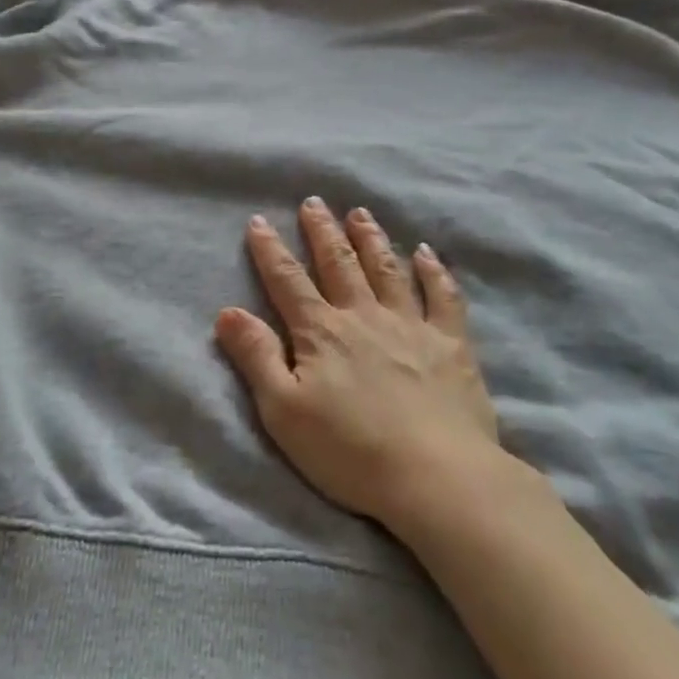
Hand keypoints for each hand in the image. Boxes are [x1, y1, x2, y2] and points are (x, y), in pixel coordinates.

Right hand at [215, 198, 501, 528]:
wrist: (435, 476)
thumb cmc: (349, 451)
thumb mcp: (284, 411)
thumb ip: (256, 357)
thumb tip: (228, 311)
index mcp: (322, 332)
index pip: (288, 281)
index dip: (270, 250)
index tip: (259, 221)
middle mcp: (364, 315)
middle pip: (338, 263)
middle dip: (323, 231)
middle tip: (314, 202)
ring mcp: (410, 324)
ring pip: (386, 269)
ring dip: (371, 238)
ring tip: (361, 213)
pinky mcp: (450, 343)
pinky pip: (442, 296)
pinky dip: (433, 271)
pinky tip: (426, 253)